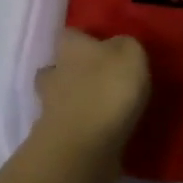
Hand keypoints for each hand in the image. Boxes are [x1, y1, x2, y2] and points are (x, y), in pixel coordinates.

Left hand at [33, 29, 150, 182]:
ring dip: (79, 105)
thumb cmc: (107, 90)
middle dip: (75, 73)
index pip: (71, 34)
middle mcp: (54, 75)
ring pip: (61, 101)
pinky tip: (106, 136)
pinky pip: (71, 130)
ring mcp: (51, 111)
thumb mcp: (130, 54)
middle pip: (57, 68)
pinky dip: (84, 132)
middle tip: (102, 80)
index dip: (85, 39)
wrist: (83, 149)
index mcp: (70, 48)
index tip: (103, 47)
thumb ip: (125, 46)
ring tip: (108, 112)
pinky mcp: (57, 142)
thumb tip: (118, 48)